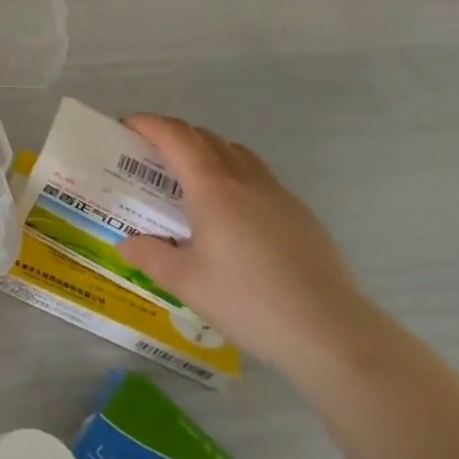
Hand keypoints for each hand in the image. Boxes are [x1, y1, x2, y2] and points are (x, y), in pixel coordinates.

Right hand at [116, 115, 374, 372]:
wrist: (332, 334)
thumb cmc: (249, 301)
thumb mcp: (185, 283)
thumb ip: (149, 256)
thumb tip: (125, 243)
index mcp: (213, 187)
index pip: (175, 136)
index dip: (148, 124)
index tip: (126, 127)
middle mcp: (245, 179)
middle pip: (205, 138)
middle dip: (173, 136)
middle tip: (150, 157)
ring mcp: (279, 195)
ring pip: (236, 153)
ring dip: (207, 152)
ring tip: (190, 181)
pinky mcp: (301, 215)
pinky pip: (259, 177)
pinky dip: (234, 176)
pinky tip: (232, 216)